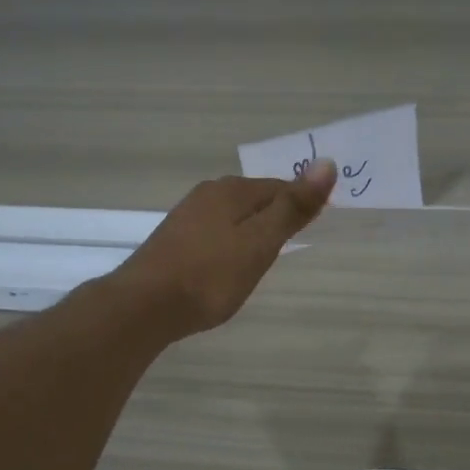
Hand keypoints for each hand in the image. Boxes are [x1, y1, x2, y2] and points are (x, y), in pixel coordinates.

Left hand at [110, 161, 336, 337]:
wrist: (143, 307)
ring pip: (233, 218)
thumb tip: (326, 163)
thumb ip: (292, 207)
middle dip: (276, 218)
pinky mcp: (174, 241)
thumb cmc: (210, 276)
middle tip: (290, 249)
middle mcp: (207, 194)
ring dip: (252, 233)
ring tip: (262, 261)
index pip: (280, 187)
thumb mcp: (259, 243)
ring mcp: (186, 217)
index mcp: (231, 190)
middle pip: (255, 200)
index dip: (301, 207)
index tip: (313, 231)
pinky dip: (230, 246)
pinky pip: (215, 235)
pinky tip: (229, 268)